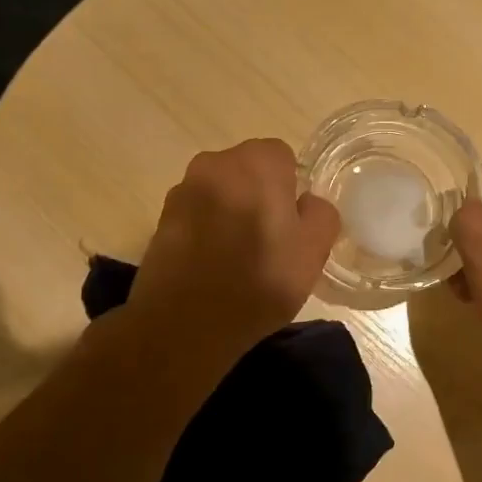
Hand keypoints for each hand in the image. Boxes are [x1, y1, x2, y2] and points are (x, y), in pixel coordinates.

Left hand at [128, 139, 340, 366]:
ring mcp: (182, 190)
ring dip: (230, 213)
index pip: (283, 158)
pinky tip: (211, 266)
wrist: (184, 323)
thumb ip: (321, 214)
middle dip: (259, 197)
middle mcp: (215, 163)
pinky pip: (196, 215)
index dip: (291, 191)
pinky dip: (206, 231)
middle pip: (248, 172)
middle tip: (269, 242)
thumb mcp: (313, 251)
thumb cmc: (259, 282)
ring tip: (237, 259)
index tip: (291, 226)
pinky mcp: (160, 219)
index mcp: (256, 162)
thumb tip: (306, 202)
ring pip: (220, 193)